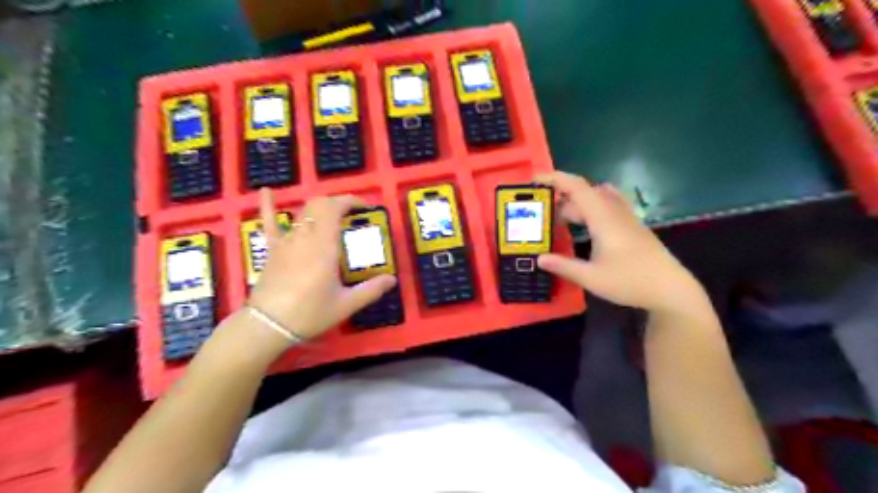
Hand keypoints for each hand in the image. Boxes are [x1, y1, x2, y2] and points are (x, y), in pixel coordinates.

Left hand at [247, 189, 397, 342]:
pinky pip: (269, 223)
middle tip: (352, 213)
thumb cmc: (310, 313)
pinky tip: (267, 191)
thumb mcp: (346, 304)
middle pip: (319, 205)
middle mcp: (305, 237)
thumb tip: (392, 280)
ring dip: (319, 207)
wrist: (268, 326)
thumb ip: (371, 290)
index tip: (365, 208)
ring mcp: (286, 241)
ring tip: (332, 212)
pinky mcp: (272, 250)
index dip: (351, 201)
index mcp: (324, 246)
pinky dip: (268, 206)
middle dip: (338, 202)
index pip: (335, 209)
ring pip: (302, 211)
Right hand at [535, 172, 704, 312]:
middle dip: (561, 195)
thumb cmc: (630, 282)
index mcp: (603, 218)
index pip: (576, 187)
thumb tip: (539, 258)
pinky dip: (591, 207)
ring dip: (577, 202)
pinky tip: (587, 223)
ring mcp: (626, 218)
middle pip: (585, 191)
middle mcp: (614, 212)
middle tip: (542, 210)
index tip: (535, 179)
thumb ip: (563, 266)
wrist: (671, 289)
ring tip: (560, 218)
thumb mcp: (591, 278)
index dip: (555, 179)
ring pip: (597, 198)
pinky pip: (608, 206)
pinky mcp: (632, 226)